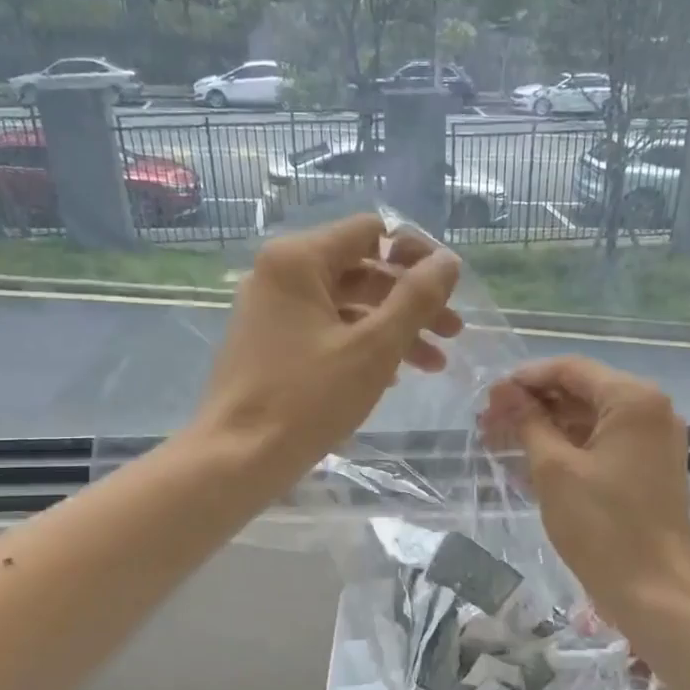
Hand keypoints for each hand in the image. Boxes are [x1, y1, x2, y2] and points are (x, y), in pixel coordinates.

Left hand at [194, 214, 461, 484]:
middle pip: (361, 270)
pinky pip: (324, 330)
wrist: (237, 458)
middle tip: (453, 333)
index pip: (371, 231)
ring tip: (434, 365)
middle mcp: (279, 274)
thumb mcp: (373, 348)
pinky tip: (392, 378)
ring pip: (346, 305)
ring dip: (393, 329)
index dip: (416, 254)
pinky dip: (360, 346)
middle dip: (411, 301)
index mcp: (298, 260)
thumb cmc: (307, 399)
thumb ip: (416, 299)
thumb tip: (448, 260)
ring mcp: (271, 310)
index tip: (449, 288)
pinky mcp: (269, 343)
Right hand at [480, 356, 689, 628]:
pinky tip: (530, 459)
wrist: (652, 590)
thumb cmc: (601, 525)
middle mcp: (650, 410)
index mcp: (634, 400)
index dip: (525, 379)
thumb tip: (503, 392)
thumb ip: (528, 422)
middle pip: (581, 392)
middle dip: (533, 404)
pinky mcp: (648, 468)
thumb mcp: (553, 469)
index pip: (571, 369)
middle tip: (488, 422)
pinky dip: (567, 447)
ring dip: (546, 426)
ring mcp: (652, 441)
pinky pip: (602, 443)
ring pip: (589, 419)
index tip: (488, 396)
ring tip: (500, 440)